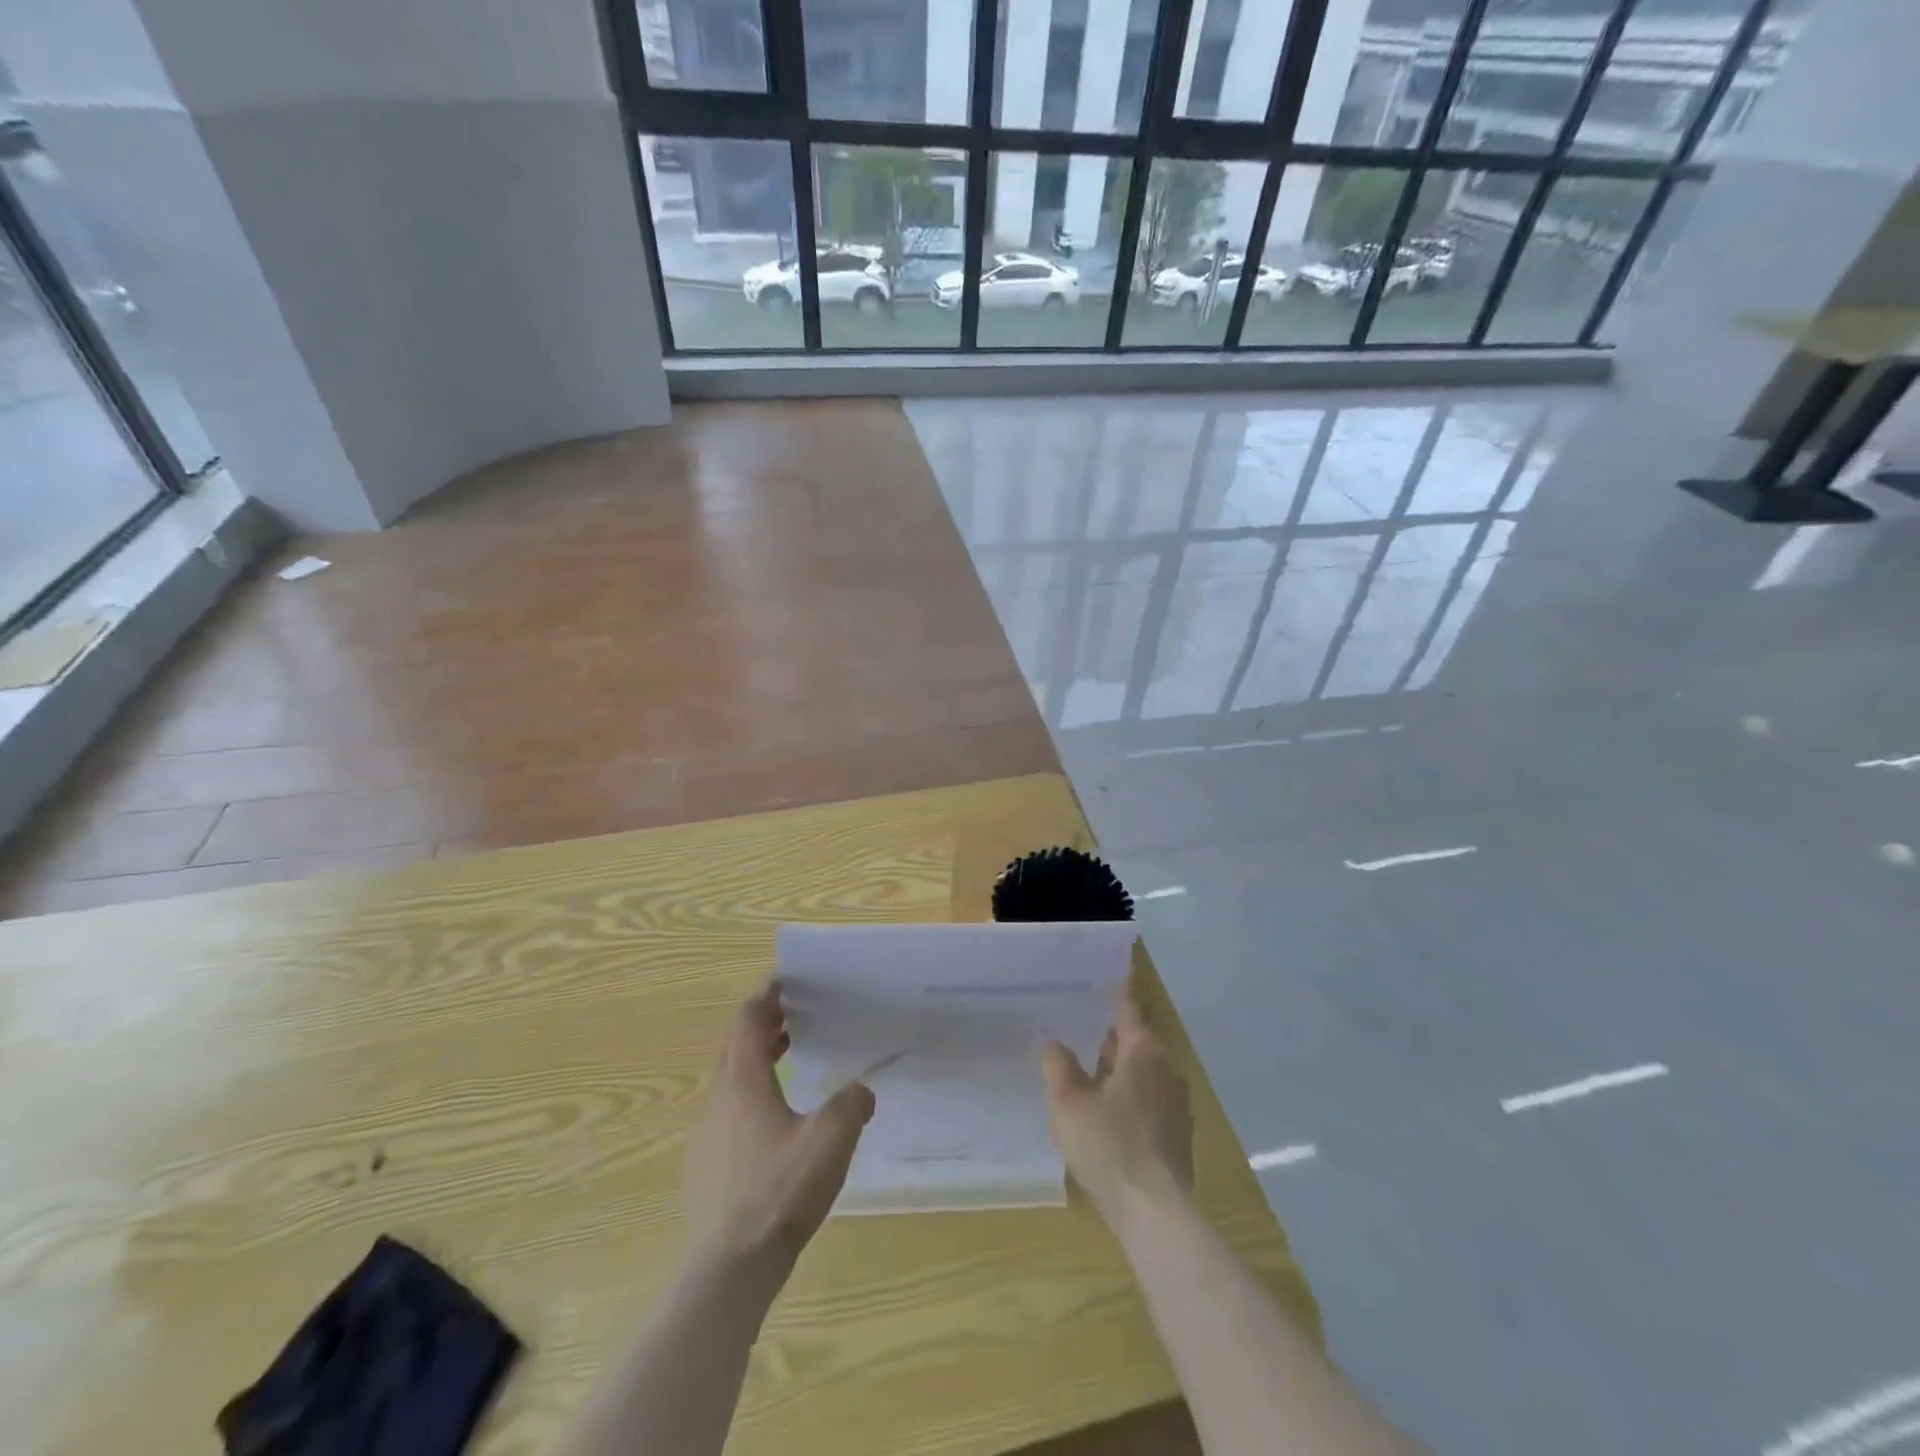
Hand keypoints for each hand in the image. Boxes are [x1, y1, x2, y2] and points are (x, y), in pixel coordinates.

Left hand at [682, 982, 874, 1266]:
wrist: (728, 1269)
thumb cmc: (779, 1192)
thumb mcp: (830, 1141)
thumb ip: (851, 1104)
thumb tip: (861, 1090)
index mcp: (743, 1082)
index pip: (748, 1021)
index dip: (766, 997)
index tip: (785, 981)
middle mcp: (717, 1100)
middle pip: (734, 1046)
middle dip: (762, 1025)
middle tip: (793, 1016)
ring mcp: (705, 1136)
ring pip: (729, 1080)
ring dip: (755, 1060)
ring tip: (787, 1060)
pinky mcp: (703, 1167)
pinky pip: (726, 1113)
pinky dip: (748, 1096)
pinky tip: (773, 1123)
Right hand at [1042, 981, 1193, 1230]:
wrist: (1155, 1214)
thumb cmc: (1109, 1145)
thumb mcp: (1068, 1102)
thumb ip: (1058, 1066)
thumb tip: (1056, 1045)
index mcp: (1144, 1052)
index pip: (1130, 1008)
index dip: (1120, 990)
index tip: (1115, 972)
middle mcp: (1166, 1070)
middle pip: (1139, 1040)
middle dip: (1115, 1032)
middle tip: (1086, 1020)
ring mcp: (1176, 1104)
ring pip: (1145, 1071)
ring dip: (1120, 1065)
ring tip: (1090, 1064)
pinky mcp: (1176, 1135)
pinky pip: (1149, 1097)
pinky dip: (1129, 1092)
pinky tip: (1106, 1108)